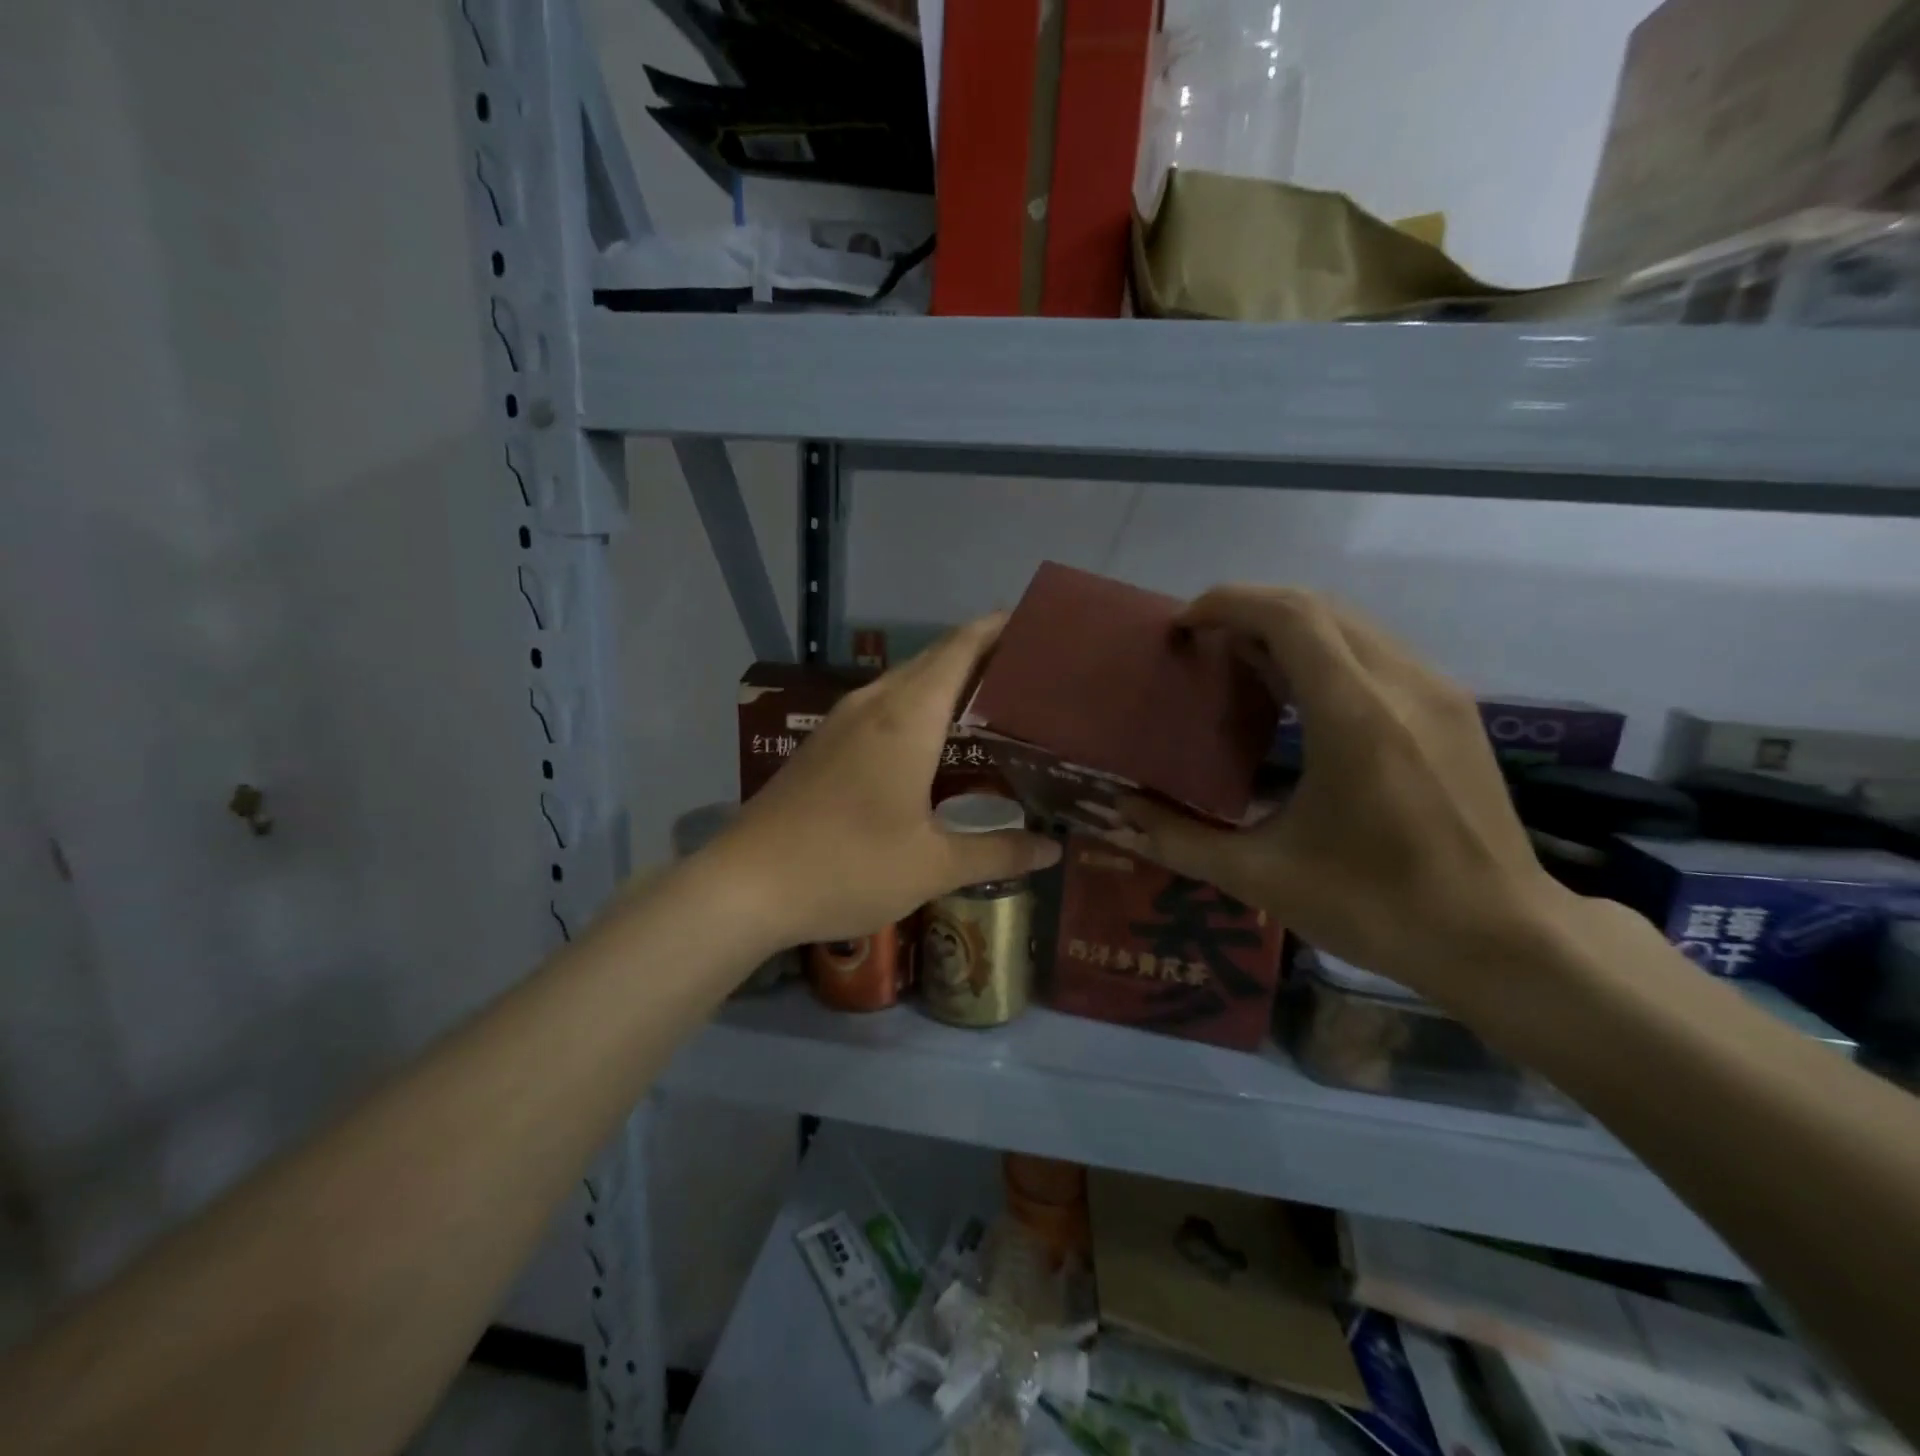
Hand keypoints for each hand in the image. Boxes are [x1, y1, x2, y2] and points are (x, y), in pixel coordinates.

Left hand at [709, 616, 1060, 949]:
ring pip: (905, 681)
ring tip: (992, 699)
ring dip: (947, 679)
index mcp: (907, 718)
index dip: (997, 629)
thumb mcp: (932, 866)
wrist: (745, 885)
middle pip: (934, 658)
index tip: (1037, 623)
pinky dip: (918, 704)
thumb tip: (1052, 849)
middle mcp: (874, 705)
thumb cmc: (846, 867)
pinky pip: (883, 705)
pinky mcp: (823, 743)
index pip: (960, 649)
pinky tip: (934, 739)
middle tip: (1031, 670)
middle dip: (980, 653)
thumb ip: (997, 852)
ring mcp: (841, 722)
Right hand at [1122, 586, 1568, 1006]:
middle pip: (1318, 607)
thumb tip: (1118, 813)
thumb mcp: (1262, 878)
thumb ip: (1179, 839)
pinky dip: (1325, 651)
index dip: (1228, 604)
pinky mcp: (1453, 711)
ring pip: (1352, 625)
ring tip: (1241, 664)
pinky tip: (1298, 697)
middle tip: (1203, 644)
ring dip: (1289, 628)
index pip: (1289, 615)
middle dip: (1251, 610)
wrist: (1503, 940)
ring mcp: (1436, 692)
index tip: (1183, 625)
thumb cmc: (1378, 907)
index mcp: (1354, 715)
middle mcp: (1400, 684)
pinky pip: (1377, 652)